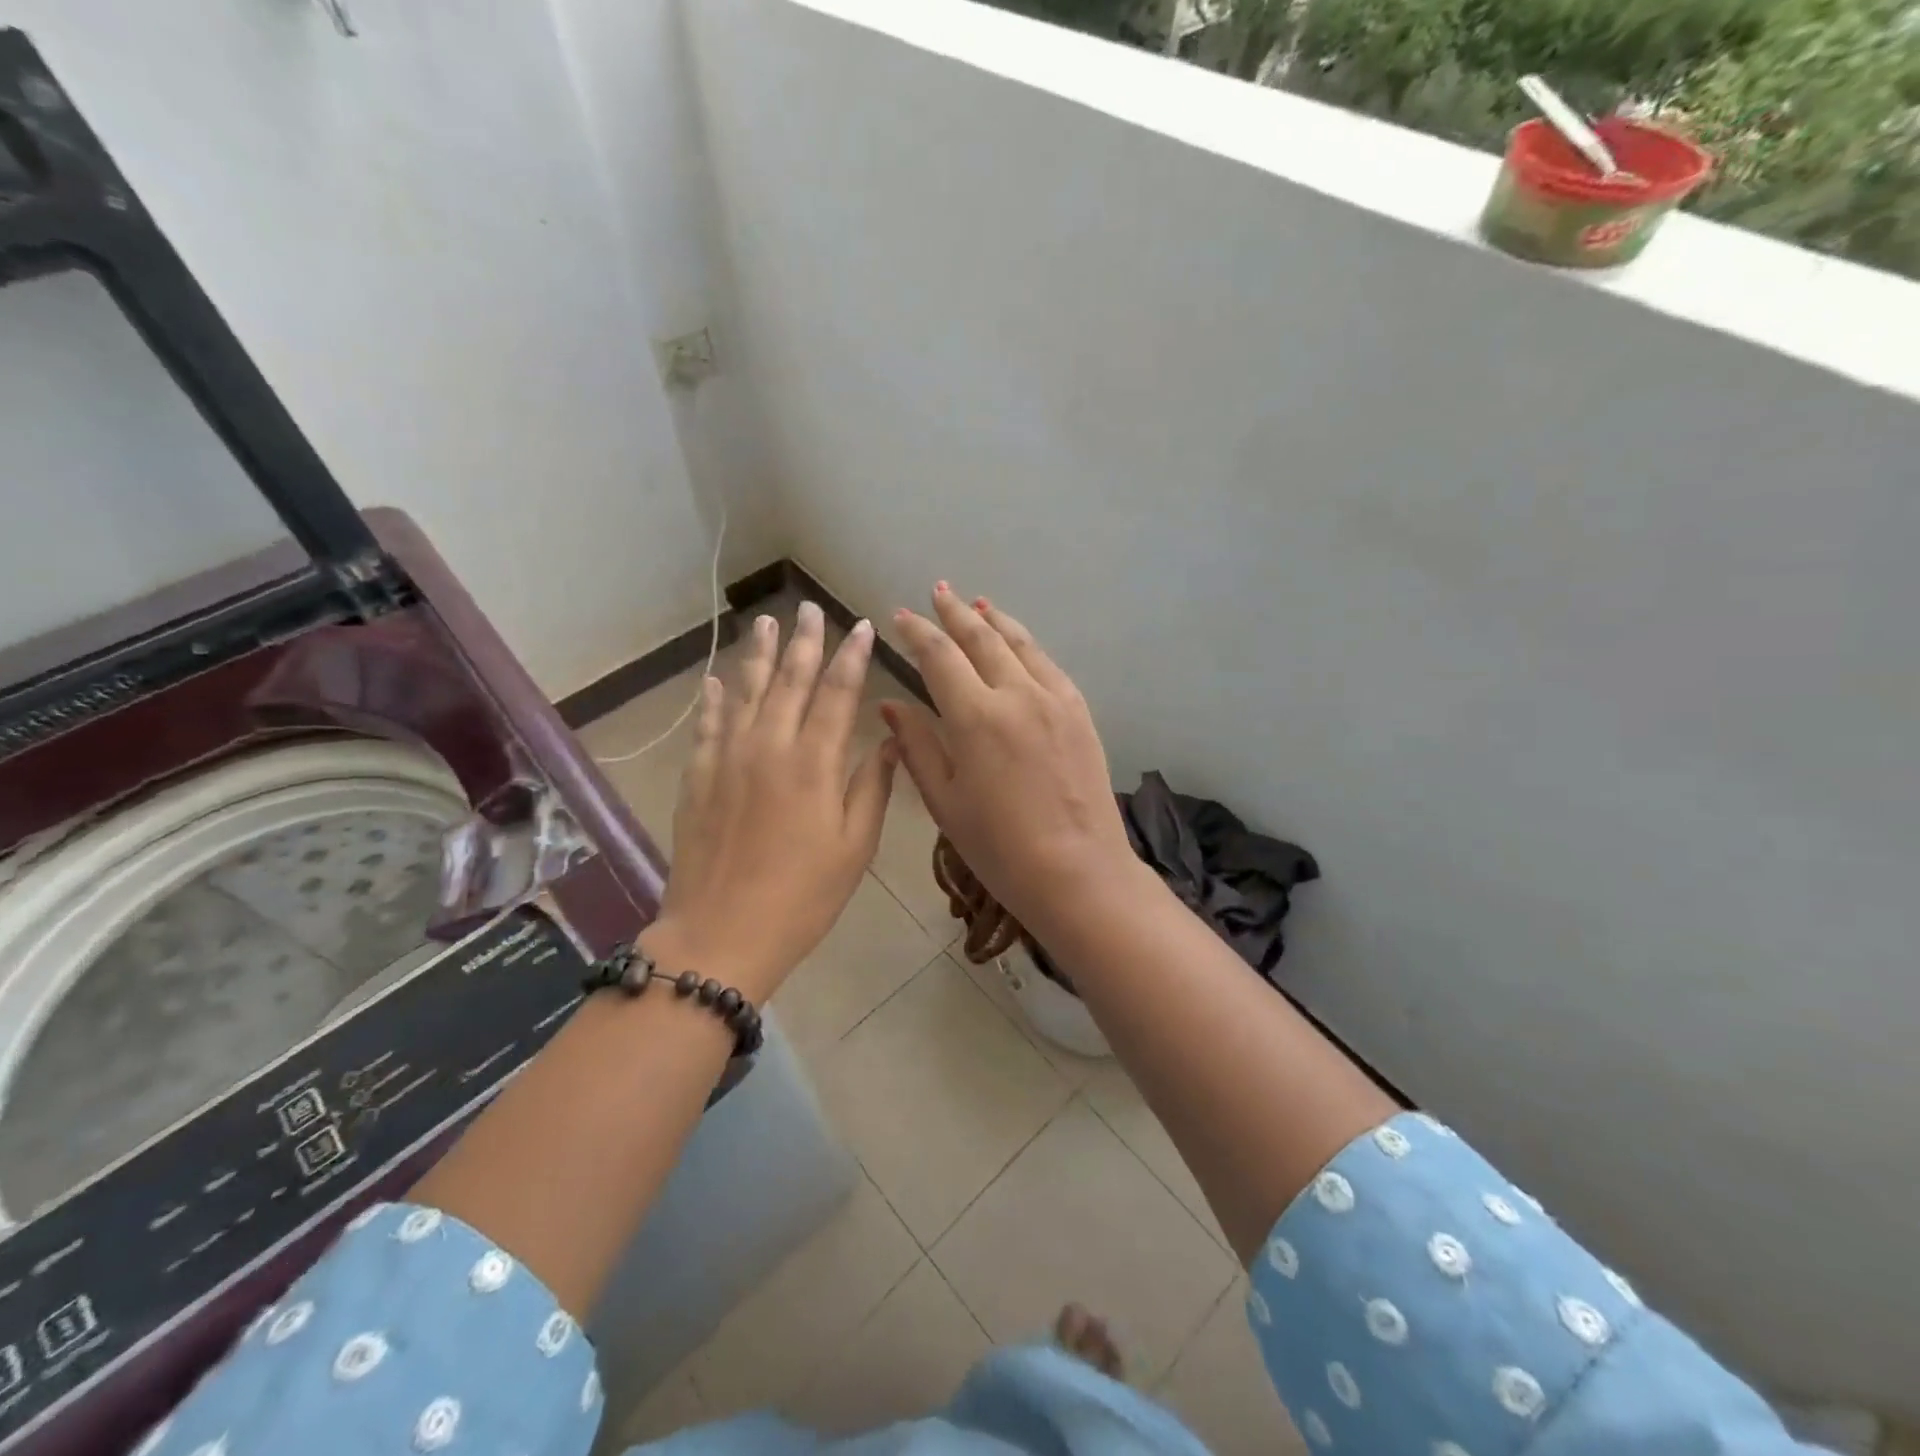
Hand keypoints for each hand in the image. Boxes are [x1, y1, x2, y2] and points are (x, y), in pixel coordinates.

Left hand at [650, 603, 896, 1000]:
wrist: (722, 934)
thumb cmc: (802, 896)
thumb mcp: (854, 847)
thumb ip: (872, 787)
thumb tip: (886, 740)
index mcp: (813, 764)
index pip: (838, 694)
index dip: (852, 657)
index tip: (862, 627)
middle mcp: (769, 747)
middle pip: (789, 680)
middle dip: (803, 641)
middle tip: (809, 608)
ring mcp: (727, 759)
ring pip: (745, 692)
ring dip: (758, 654)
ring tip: (765, 621)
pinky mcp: (698, 777)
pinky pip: (708, 724)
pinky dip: (714, 697)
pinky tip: (718, 678)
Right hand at [882, 584, 1138, 940]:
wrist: (1079, 871)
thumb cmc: (999, 847)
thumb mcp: (945, 801)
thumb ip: (918, 745)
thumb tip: (891, 705)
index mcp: (975, 717)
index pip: (939, 657)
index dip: (917, 633)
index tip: (900, 616)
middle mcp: (1017, 694)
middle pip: (981, 638)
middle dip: (954, 612)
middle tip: (937, 592)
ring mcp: (1055, 699)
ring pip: (1019, 643)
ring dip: (994, 620)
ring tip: (977, 603)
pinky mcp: (1080, 711)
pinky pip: (1048, 664)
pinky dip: (1027, 643)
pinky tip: (1019, 641)